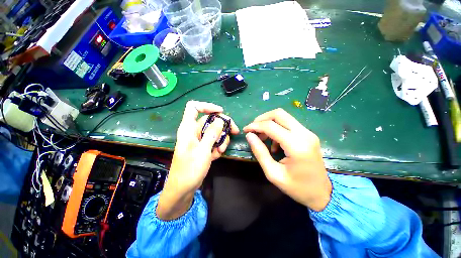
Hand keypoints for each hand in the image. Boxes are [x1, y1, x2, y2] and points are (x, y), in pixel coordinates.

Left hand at [157, 101, 238, 219]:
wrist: (183, 189)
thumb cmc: (189, 170)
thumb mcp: (202, 150)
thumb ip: (212, 133)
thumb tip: (221, 120)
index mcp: (188, 128)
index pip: (194, 107)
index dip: (207, 106)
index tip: (221, 112)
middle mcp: (194, 132)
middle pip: (210, 120)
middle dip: (223, 126)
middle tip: (234, 132)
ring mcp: (199, 140)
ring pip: (214, 132)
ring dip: (221, 139)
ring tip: (220, 150)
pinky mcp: (203, 147)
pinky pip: (214, 142)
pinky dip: (217, 147)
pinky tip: (216, 156)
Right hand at [243, 108, 330, 211]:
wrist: (323, 193)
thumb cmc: (297, 187)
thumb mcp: (273, 173)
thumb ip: (260, 152)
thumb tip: (249, 136)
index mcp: (296, 145)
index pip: (270, 126)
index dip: (255, 126)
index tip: (245, 130)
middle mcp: (304, 134)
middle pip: (279, 114)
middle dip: (262, 119)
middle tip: (253, 129)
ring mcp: (308, 133)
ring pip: (284, 117)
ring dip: (269, 123)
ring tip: (262, 137)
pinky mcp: (308, 135)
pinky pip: (289, 124)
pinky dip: (277, 128)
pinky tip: (274, 143)